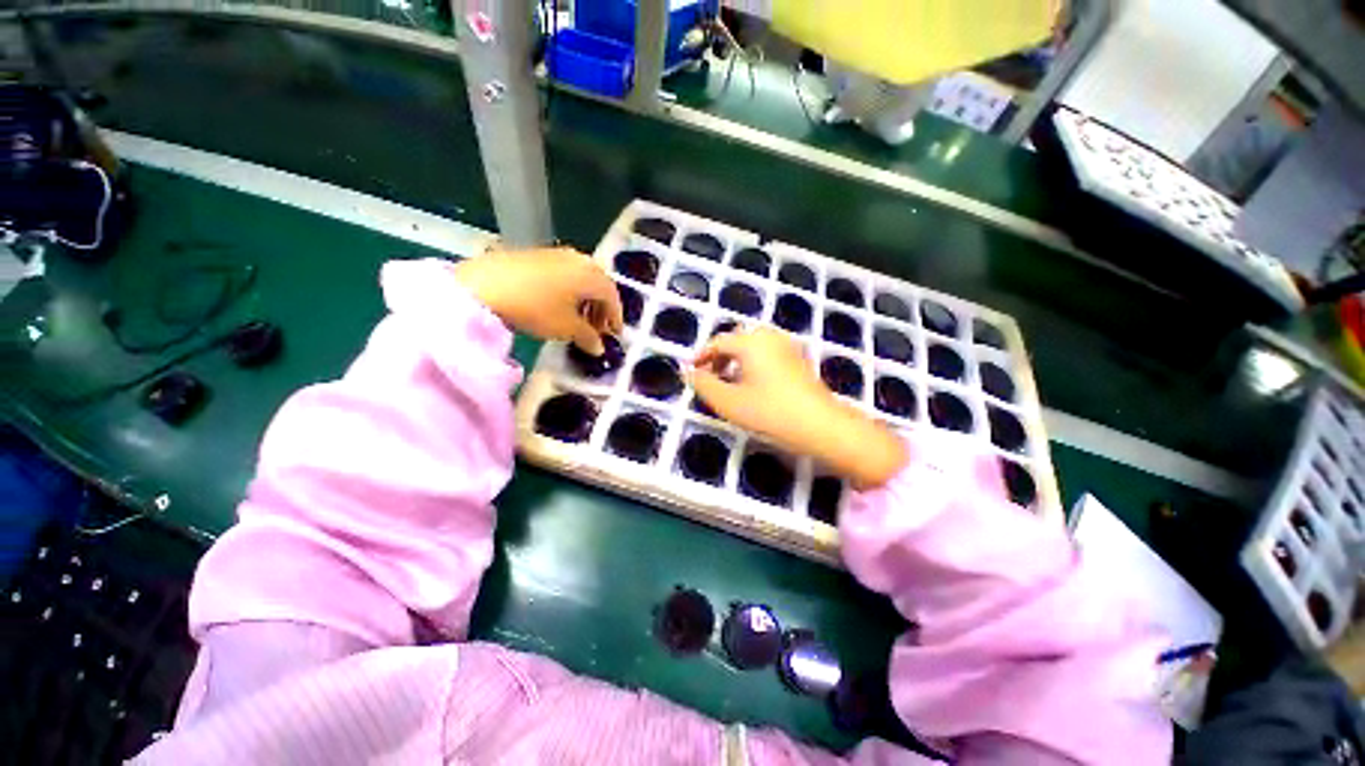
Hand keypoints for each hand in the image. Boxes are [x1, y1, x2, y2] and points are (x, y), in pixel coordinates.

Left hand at [453, 247, 622, 353]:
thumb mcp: (567, 328)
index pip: (613, 297)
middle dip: (601, 309)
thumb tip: (599, 348)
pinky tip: (559, 305)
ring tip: (578, 320)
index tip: (615, 335)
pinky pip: (565, 274)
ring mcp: (558, 254)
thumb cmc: (537, 307)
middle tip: (597, 329)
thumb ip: (589, 338)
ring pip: (582, 279)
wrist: (485, 284)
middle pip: (599, 285)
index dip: (616, 318)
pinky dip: (570, 291)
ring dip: (585, 300)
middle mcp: (580, 260)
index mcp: (592, 275)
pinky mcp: (538, 255)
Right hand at [691, 328, 907, 488]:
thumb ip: (703, 384)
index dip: (701, 356)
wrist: (820, 425)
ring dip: (736, 360)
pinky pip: (767, 353)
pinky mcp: (798, 358)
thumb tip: (688, 372)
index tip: (691, 372)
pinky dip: (753, 363)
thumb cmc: (769, 412)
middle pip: (736, 340)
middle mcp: (769, 336)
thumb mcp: (728, 402)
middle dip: (719, 357)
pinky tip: (753, 384)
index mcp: (750, 341)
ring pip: (752, 346)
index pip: (718, 342)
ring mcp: (787, 346)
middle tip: (709, 377)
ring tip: (729, 383)